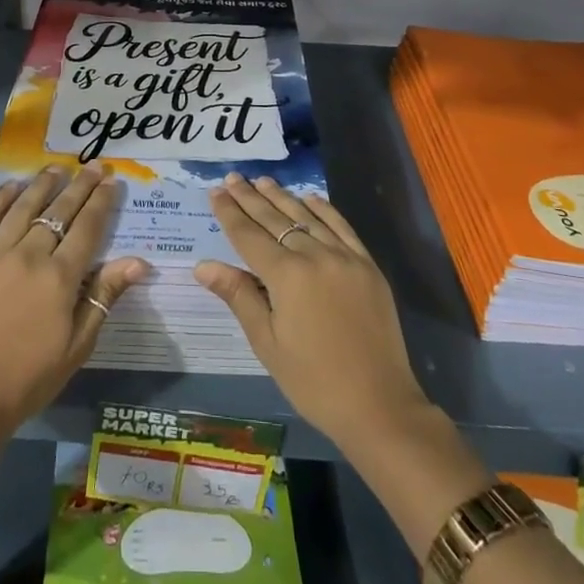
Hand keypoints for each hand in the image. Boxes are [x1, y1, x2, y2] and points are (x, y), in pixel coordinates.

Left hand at [0, 163, 148, 438]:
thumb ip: (104, 296)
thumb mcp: (78, 345)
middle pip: (60, 210)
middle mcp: (29, 256)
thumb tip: (139, 261)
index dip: (102, 202)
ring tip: (58, 167)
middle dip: (80, 184)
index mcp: (59, 278)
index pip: (88, 227)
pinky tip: (12, 186)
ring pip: (24, 206)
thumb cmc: (29, 377)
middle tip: (94, 165)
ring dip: (44, 183)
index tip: (112, 182)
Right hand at [195, 174, 429, 451]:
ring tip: (263, 181)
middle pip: (275, 219)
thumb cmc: (314, 381)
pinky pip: (341, 226)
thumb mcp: (268, 343)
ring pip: (307, 217)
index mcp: (287, 276)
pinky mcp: (367, 265)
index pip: (249, 235)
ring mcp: (345, 257)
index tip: (215, 191)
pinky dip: (323, 209)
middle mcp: (315, 255)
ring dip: (282, 197)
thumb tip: (203, 265)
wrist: (379, 405)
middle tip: (233, 177)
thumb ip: (238, 296)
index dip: (230, 213)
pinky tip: (309, 198)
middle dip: (251, 197)